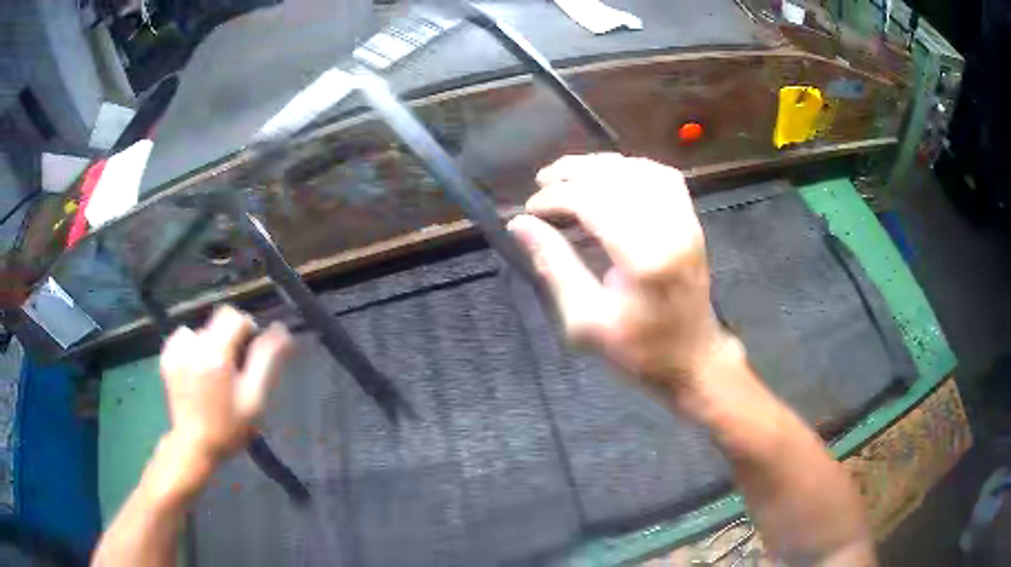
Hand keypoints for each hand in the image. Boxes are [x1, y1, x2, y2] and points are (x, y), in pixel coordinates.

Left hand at [160, 305, 292, 461]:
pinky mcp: (168, 358)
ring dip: (212, 343)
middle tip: (235, 369)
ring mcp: (178, 351)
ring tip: (215, 372)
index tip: (251, 354)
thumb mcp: (254, 398)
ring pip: (202, 330)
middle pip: (218, 320)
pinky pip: (184, 337)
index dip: (248, 329)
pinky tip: (196, 367)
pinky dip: (193, 346)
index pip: (234, 316)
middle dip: (230, 338)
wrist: (195, 446)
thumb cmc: (229, 426)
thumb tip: (281, 330)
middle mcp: (195, 345)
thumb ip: (266, 360)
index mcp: (217, 352)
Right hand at [508, 154, 738, 405]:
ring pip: (638, 169)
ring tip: (567, 173)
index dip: (556, 197)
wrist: (693, 357)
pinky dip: (631, 168)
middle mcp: (670, 229)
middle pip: (615, 178)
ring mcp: (686, 221)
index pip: (594, 202)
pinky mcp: (692, 220)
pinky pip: (662, 176)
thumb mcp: (586, 322)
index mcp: (645, 259)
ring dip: (598, 165)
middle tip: (542, 183)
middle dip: (572, 173)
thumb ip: (555, 267)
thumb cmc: (639, 349)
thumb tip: (521, 225)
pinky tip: (609, 175)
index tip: (529, 210)